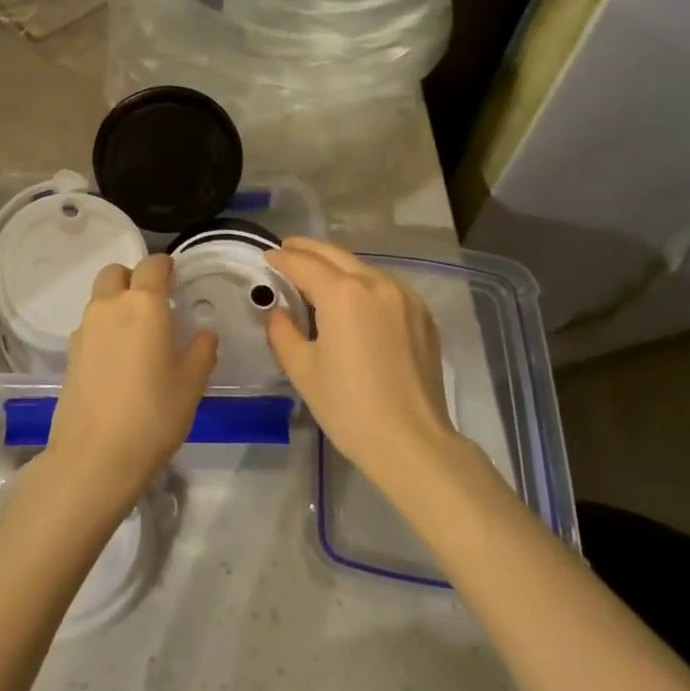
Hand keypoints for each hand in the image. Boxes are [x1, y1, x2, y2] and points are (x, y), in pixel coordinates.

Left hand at [47, 254, 216, 509]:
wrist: (95, 456)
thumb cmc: (153, 414)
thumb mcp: (192, 383)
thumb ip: (202, 350)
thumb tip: (204, 334)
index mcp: (143, 304)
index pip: (152, 265)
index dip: (165, 266)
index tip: (176, 278)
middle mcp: (109, 306)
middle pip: (115, 273)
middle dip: (133, 278)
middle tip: (153, 303)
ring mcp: (84, 329)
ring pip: (100, 299)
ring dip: (116, 303)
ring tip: (137, 335)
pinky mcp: (69, 354)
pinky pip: (90, 326)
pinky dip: (104, 329)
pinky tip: (118, 360)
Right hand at [266, 238, 460, 490]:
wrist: (412, 441)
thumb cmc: (349, 407)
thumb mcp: (303, 370)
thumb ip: (283, 332)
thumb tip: (278, 312)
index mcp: (343, 293)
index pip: (304, 264)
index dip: (282, 259)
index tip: (267, 257)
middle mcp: (376, 283)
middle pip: (335, 255)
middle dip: (308, 249)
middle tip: (287, 249)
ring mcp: (404, 297)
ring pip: (363, 268)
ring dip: (337, 265)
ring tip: (317, 273)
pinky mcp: (422, 315)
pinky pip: (385, 286)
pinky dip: (363, 283)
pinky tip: (354, 298)